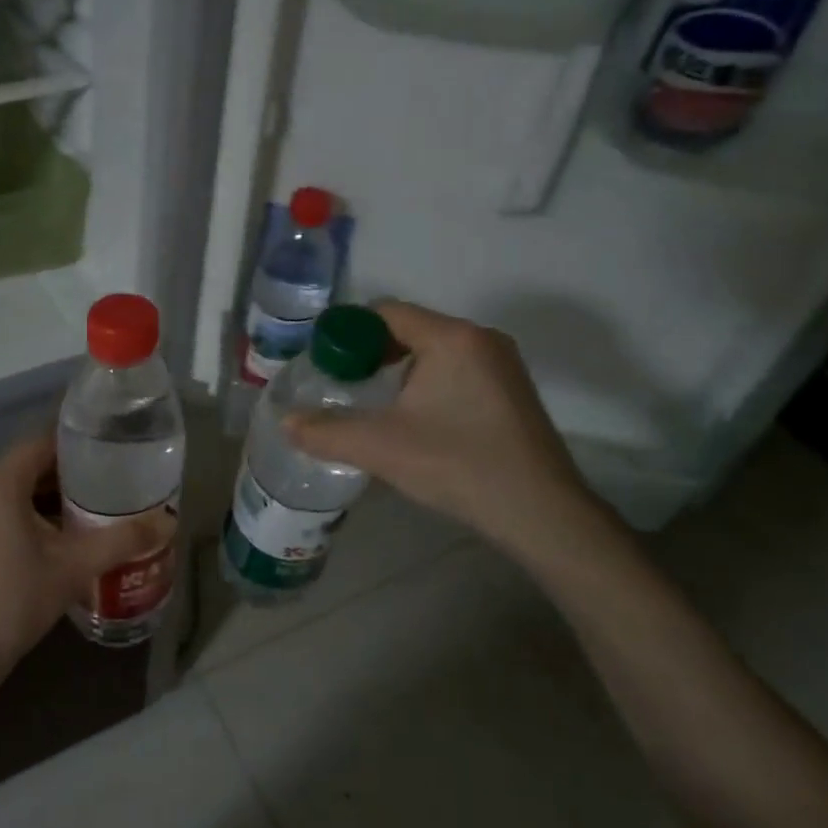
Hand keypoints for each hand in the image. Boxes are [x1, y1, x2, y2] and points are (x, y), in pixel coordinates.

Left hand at [0, 433, 173, 673]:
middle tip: (114, 468)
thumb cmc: (16, 597)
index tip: (110, 437)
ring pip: (24, 490)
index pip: (40, 440)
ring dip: (58, 490)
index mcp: (3, 486)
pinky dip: (43, 511)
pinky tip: (73, 531)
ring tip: (101, 496)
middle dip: (72, 465)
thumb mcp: (75, 566)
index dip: (74, 436)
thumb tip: (169, 520)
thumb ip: (122, 540)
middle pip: (32, 463)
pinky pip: (15, 511)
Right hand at [282, 300, 608, 557]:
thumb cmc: (458, 465)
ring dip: (397, 369)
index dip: (346, 332)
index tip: (323, 363)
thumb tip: (286, 423)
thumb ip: (326, 431)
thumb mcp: (381, 448)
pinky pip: (455, 369)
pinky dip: (425, 382)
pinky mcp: (510, 389)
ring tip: (371, 403)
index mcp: (451, 337)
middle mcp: (480, 338)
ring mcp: (501, 363)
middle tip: (342, 385)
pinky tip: (413, 418)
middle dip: (369, 353)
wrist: (542, 514)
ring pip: (432, 350)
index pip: (385, 312)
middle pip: (409, 329)